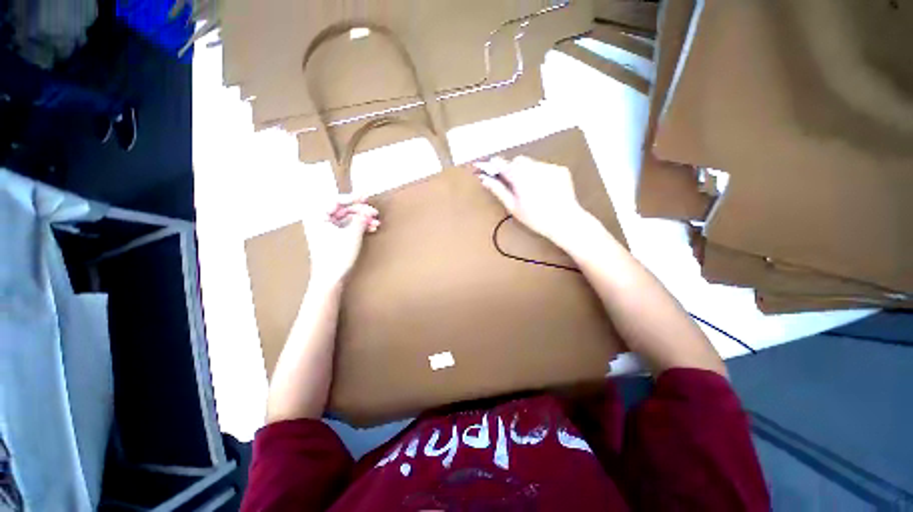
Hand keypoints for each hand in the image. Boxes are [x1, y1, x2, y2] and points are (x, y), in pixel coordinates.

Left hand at [306, 195, 379, 286]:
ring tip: (376, 223)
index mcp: (317, 216)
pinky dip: (359, 227)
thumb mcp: (352, 235)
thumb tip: (367, 211)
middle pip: (343, 209)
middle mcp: (320, 221)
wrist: (330, 278)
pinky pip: (347, 227)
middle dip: (360, 211)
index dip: (353, 198)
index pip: (336, 200)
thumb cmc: (337, 256)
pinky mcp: (333, 238)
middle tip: (374, 213)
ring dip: (362, 220)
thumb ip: (360, 219)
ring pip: (347, 219)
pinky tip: (371, 229)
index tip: (366, 196)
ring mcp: (326, 230)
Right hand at [474, 156, 589, 243]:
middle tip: (514, 186)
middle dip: (513, 170)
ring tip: (532, 190)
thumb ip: (498, 190)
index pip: (501, 163)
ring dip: (527, 172)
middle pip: (518, 161)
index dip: (494, 165)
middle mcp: (533, 167)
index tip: (490, 168)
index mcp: (519, 176)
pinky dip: (541, 174)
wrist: (565, 221)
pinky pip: (545, 167)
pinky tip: (544, 189)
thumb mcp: (513, 207)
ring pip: (532, 164)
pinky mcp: (560, 170)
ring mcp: (549, 167)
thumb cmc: (535, 218)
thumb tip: (484, 179)